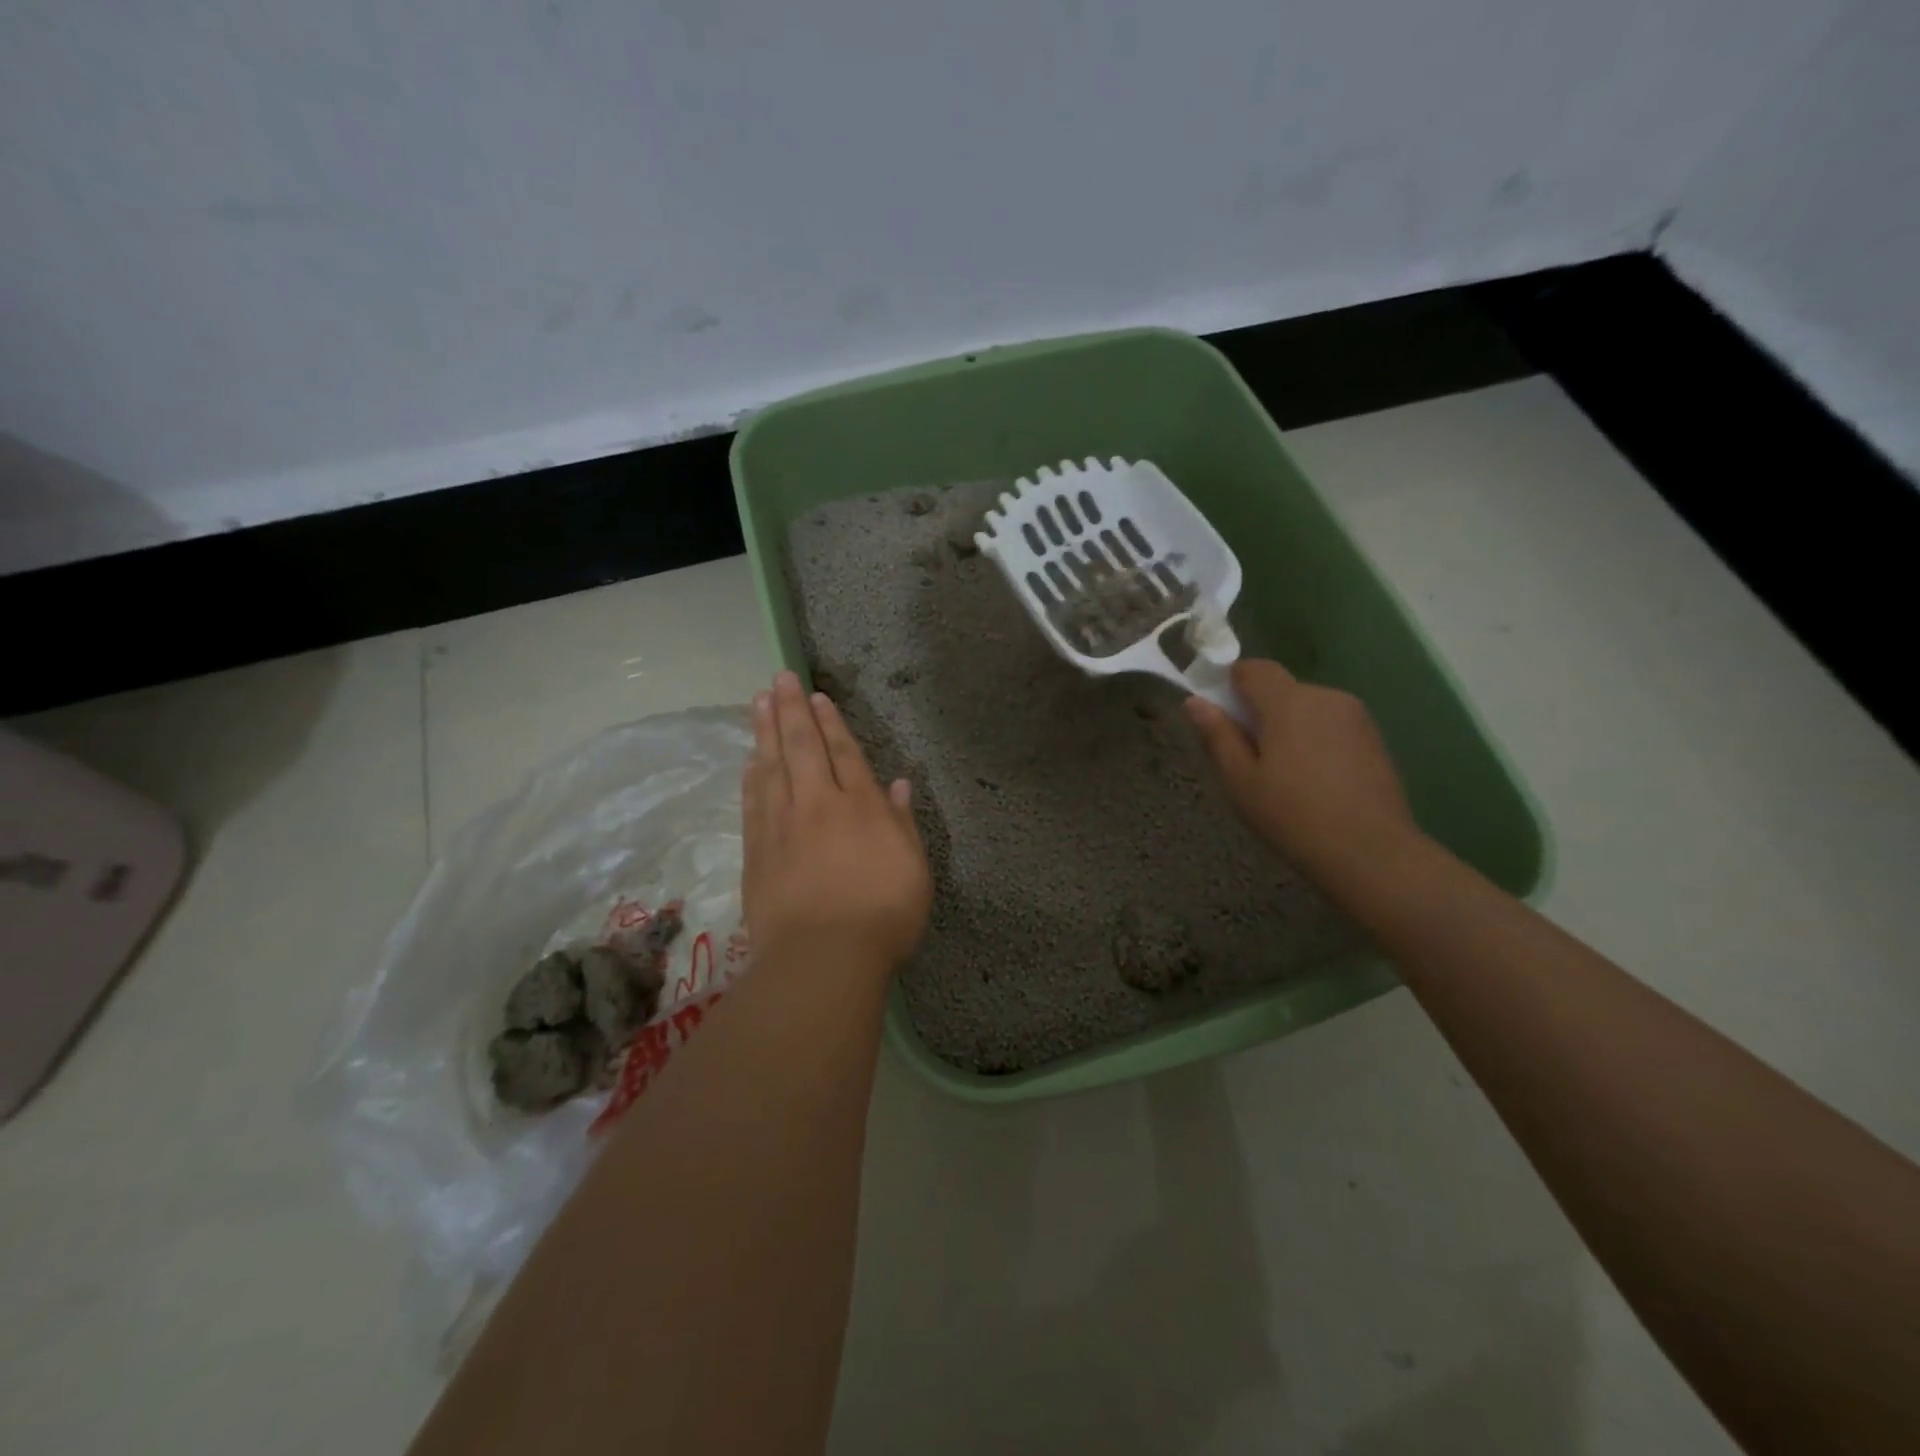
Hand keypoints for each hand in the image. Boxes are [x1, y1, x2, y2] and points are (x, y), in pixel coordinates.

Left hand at [742, 671, 931, 971]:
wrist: (822, 958)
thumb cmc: (883, 915)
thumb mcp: (914, 869)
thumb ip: (902, 823)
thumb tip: (897, 784)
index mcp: (861, 807)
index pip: (844, 753)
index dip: (831, 722)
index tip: (816, 697)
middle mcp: (818, 805)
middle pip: (802, 747)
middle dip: (791, 710)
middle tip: (779, 679)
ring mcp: (782, 826)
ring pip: (771, 767)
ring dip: (764, 732)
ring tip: (757, 703)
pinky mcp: (757, 851)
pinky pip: (753, 802)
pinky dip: (751, 776)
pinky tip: (749, 761)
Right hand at [1185, 659, 1419, 890]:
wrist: (1372, 853)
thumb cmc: (1293, 816)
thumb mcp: (1240, 781)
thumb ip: (1218, 735)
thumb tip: (1195, 701)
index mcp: (1288, 702)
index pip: (1252, 668)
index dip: (1229, 683)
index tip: (1219, 715)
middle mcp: (1324, 696)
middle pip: (1281, 689)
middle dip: (1259, 711)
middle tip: (1246, 756)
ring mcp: (1355, 716)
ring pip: (1307, 708)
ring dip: (1288, 727)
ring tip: (1282, 774)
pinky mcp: (1374, 738)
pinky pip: (1330, 726)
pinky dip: (1314, 741)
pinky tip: (1313, 781)